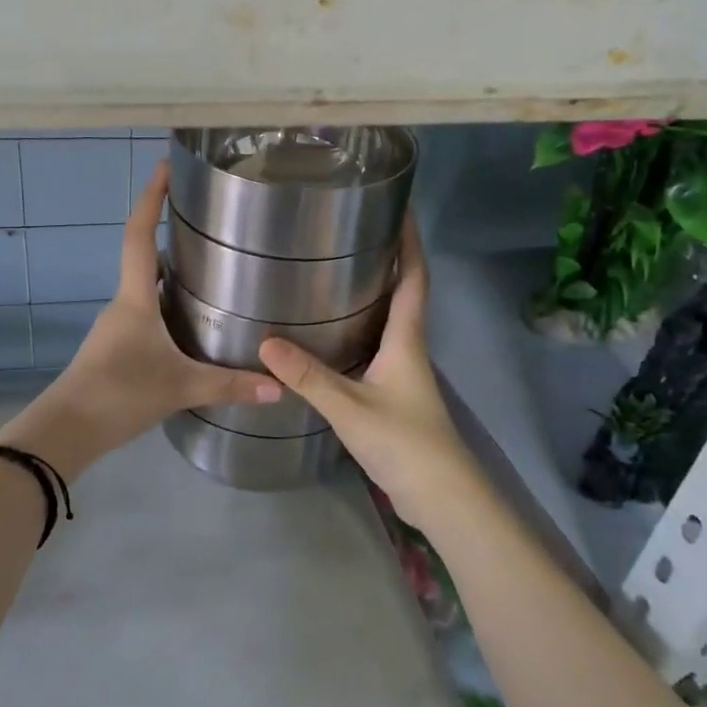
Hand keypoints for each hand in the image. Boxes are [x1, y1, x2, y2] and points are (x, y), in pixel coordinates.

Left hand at [2, 162, 281, 476]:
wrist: (66, 430)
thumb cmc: (120, 393)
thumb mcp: (180, 387)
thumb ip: (229, 385)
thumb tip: (279, 387)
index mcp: (134, 298)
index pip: (139, 235)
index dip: (151, 198)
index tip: (164, 167)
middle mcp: (122, 304)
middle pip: (141, 256)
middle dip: (165, 231)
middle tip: (204, 219)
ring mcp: (115, 326)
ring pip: (143, 287)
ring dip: (167, 270)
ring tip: (206, 266)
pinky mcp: (113, 348)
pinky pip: (143, 312)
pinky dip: (164, 302)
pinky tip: (188, 320)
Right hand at [258, 218, 486, 531]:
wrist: (440, 497)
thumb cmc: (405, 443)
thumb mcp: (351, 407)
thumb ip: (309, 377)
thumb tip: (265, 343)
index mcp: (406, 340)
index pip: (414, 279)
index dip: (411, 243)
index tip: (403, 209)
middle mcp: (408, 349)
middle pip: (403, 294)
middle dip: (388, 260)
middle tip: (353, 233)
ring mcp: (401, 373)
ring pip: (387, 322)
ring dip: (371, 294)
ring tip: (335, 272)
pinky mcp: (391, 394)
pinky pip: (373, 348)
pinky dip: (357, 330)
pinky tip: (329, 334)